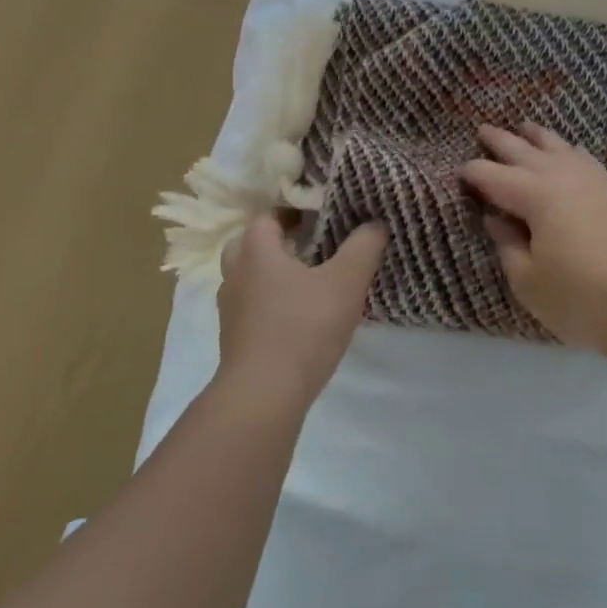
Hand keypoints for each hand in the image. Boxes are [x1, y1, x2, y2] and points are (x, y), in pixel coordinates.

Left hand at [215, 215, 388, 410]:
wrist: (263, 395)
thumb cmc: (303, 327)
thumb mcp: (346, 282)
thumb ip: (363, 247)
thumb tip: (375, 223)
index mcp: (256, 250)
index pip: (268, 216)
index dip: (294, 212)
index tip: (321, 217)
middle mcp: (236, 273)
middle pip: (251, 245)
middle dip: (278, 243)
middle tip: (311, 247)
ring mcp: (230, 308)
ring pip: (248, 278)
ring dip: (272, 275)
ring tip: (307, 283)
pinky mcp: (234, 339)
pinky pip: (251, 308)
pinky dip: (269, 305)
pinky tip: (297, 318)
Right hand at [462, 123, 606, 355]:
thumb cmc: (581, 298)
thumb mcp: (529, 281)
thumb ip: (508, 246)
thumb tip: (496, 219)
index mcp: (534, 195)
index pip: (493, 176)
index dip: (473, 174)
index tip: (458, 173)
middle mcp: (562, 177)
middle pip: (524, 151)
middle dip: (500, 141)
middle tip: (483, 130)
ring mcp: (595, 182)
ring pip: (559, 147)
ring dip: (538, 137)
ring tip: (526, 127)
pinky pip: (584, 159)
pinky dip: (568, 151)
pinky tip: (570, 154)